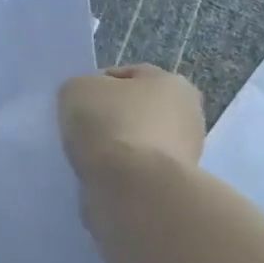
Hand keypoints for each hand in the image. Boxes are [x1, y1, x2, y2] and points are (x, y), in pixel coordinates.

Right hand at [58, 64, 206, 183]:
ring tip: (89, 159)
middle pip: (137, 110)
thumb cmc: (110, 125)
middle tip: (80, 132)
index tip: (75, 104)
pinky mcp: (172, 184)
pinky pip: (138, 172)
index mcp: (172, 82)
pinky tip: (101, 177)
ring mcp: (185, 153)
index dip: (97, 85)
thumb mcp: (76, 89)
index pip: (128, 75)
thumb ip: (80, 88)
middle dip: (111, 119)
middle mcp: (188, 114)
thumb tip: (86, 101)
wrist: (133, 187)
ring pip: (137, 143)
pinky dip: (121, 174)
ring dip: (116, 149)